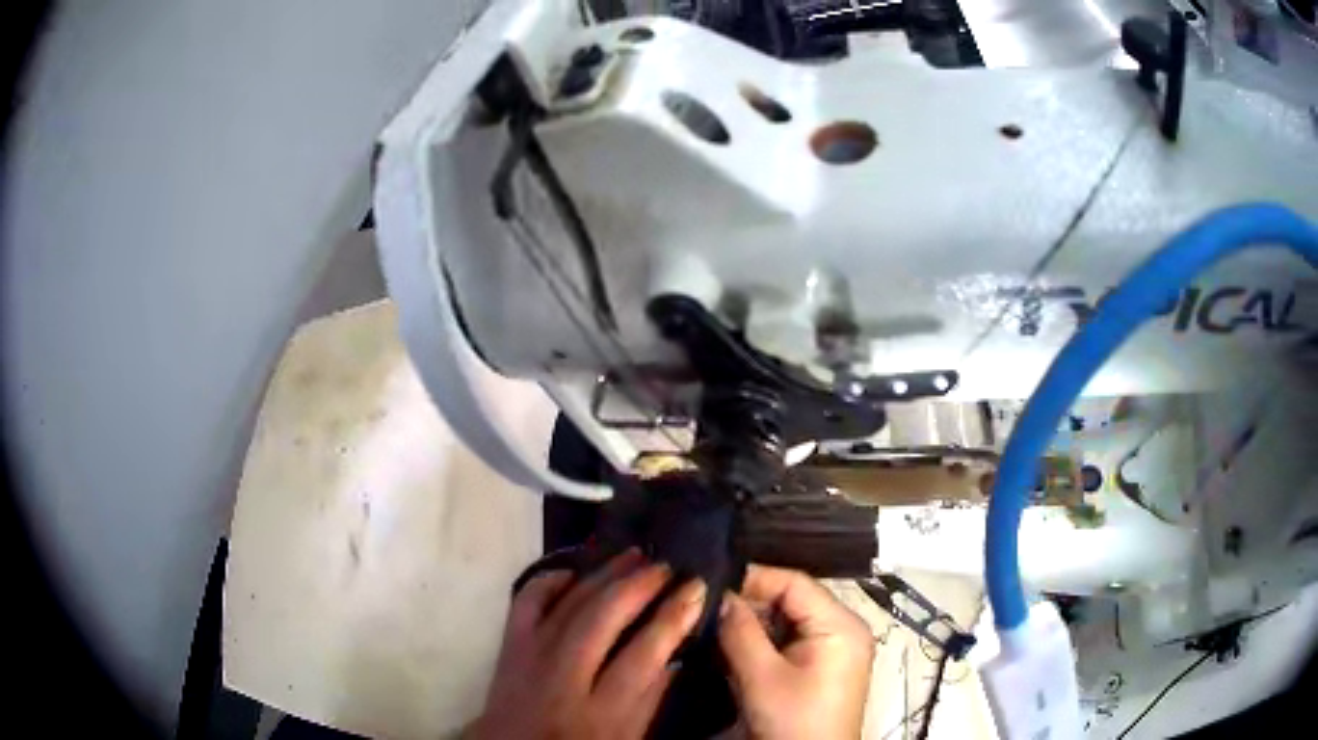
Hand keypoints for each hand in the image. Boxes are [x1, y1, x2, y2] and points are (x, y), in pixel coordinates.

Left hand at [469, 549, 707, 739]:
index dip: (673, 617)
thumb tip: (677, 652)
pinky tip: (575, 570)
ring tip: (636, 554)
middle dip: (639, 586)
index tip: (696, 588)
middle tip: (668, 565)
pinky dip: (550, 579)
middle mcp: (562, 679)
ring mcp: (529, 656)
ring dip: (604, 574)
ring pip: (568, 604)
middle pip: (601, 619)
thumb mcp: (626, 738)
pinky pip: (527, 600)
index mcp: (599, 713)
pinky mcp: (508, 645)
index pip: (643, 655)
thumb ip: (651, 699)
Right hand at [718, 565, 873, 739]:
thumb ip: (740, 632)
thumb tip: (719, 596)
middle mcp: (841, 629)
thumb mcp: (762, 678)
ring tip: (712, 624)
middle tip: (706, 606)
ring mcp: (832, 649)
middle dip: (749, 604)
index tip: (712, 582)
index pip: (795, 583)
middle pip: (791, 601)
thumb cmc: (794, 721)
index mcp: (840, 625)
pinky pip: (788, 642)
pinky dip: (760, 643)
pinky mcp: (820, 667)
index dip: (753, 579)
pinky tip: (732, 647)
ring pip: (786, 622)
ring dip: (751, 625)